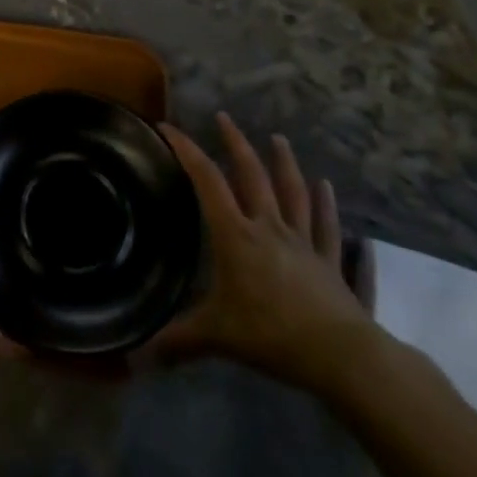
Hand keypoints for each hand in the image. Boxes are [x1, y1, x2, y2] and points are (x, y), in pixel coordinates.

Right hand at [150, 112, 377, 392]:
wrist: (341, 356)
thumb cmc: (272, 335)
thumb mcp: (218, 336)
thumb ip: (178, 341)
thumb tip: (135, 359)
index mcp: (237, 236)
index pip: (207, 182)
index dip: (187, 151)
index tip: (169, 127)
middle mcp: (269, 227)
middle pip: (251, 175)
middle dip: (235, 143)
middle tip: (224, 117)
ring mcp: (304, 242)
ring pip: (293, 193)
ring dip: (284, 163)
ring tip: (279, 139)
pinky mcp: (330, 262)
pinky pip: (329, 228)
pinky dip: (328, 207)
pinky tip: (329, 188)